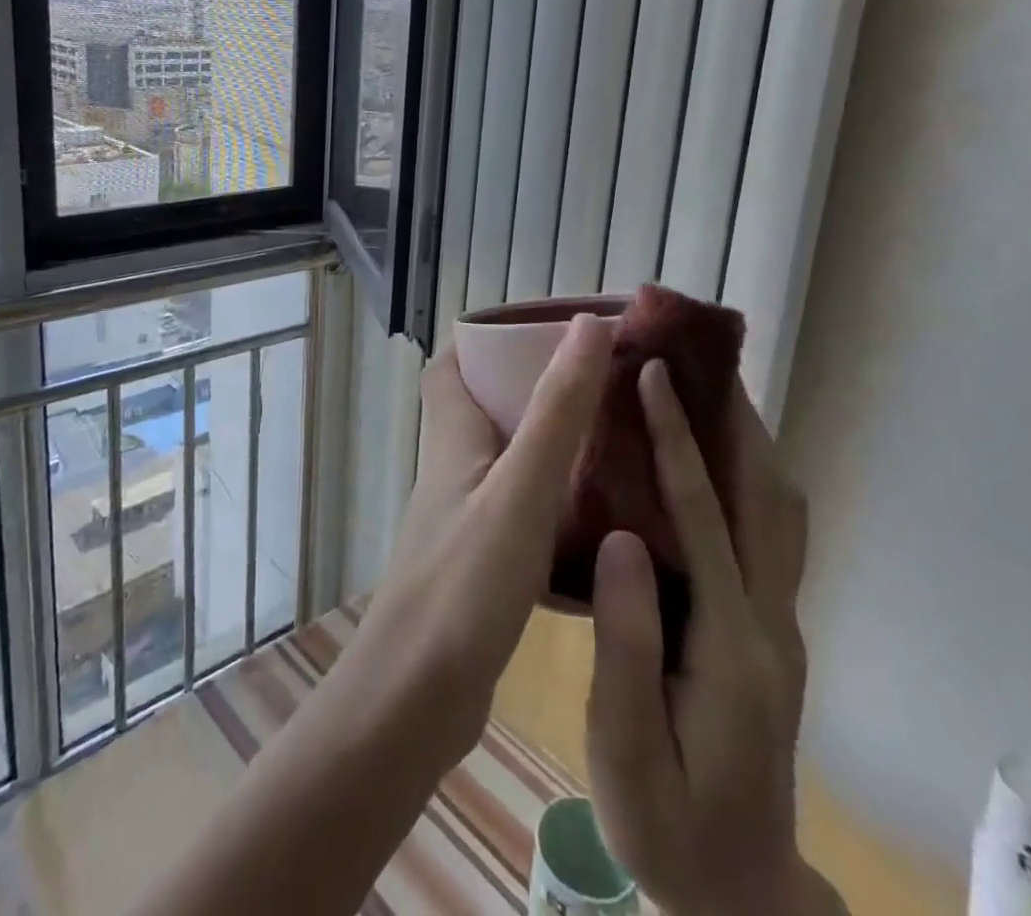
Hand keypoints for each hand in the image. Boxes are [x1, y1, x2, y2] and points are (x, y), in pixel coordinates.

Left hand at [351, 315, 613, 757]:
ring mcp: (466, 518)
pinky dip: (559, 498)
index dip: (490, 340)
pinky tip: (604, 514)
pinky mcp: (483, 563)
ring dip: (554, 443)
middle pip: (488, 407)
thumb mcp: (520, 489)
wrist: (413, 704)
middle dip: (538, 387)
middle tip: (603, 384)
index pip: (452, 365)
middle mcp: (453, 469)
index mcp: (452, 438)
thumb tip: (588, 326)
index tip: (549, 332)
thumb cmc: (463, 585)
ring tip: (616, 438)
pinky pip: (524, 508)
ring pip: (510, 458)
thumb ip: (557, 410)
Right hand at [587, 360, 833, 915]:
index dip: (678, 440)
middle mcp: (771, 621)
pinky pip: (775, 534)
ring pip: (781, 512)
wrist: (740, 893)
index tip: (655, 374)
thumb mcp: (627, 751)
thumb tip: (620, 538)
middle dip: (731, 420)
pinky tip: (724, 463)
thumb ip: (626, 645)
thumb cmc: (668, 826)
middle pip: (763, 498)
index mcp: (730, 645)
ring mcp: (781, 625)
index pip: (704, 518)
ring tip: (714, 391)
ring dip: (751, 443)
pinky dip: (756, 480)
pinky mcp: (774, 631)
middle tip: (700, 358)